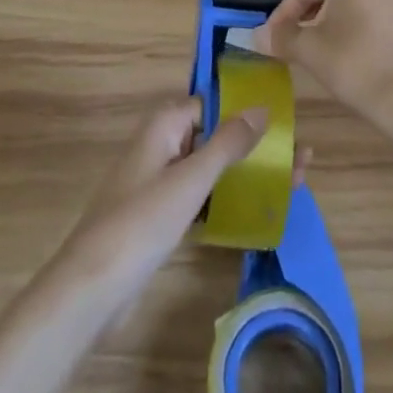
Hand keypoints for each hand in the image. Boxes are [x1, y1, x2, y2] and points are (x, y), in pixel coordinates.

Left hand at [0, 99, 290, 392]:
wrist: (92, 289)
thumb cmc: (141, 221)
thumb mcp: (190, 180)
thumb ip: (227, 142)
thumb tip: (262, 107)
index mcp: (165, 124)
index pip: (213, 102)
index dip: (247, 108)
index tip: (286, 115)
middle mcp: (163, 144)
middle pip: (217, 135)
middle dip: (256, 143)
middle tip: (301, 154)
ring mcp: (161, 181)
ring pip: (212, 167)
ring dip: (248, 172)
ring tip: (294, 179)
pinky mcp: (161, 216)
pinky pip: (202, 196)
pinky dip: (228, 199)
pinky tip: (259, 210)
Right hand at [259, 0, 392, 131]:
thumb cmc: (351, 63)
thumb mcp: (308, 50)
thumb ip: (281, 37)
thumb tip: (257, 34)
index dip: (284, 14)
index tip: (272, 36)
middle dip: (313, 15)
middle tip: (297, 41)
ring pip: (358, 8)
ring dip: (340, 24)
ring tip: (327, 52)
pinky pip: (381, 26)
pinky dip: (366, 37)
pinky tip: (359, 61)